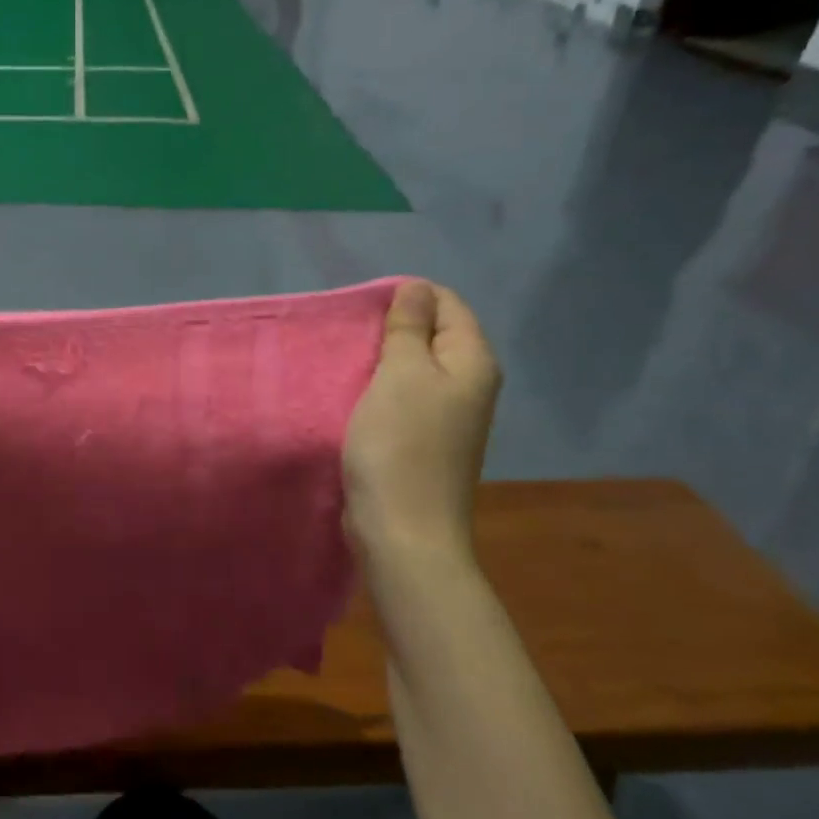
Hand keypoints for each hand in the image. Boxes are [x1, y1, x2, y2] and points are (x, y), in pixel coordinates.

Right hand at [343, 280, 501, 563]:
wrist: (402, 531)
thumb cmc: (400, 445)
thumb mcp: (400, 374)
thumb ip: (408, 328)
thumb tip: (417, 288)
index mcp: (472, 362)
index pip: (447, 303)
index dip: (406, 297)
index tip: (361, 310)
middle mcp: (469, 384)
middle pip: (433, 334)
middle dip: (392, 327)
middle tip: (349, 335)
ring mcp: (449, 416)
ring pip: (415, 367)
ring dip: (382, 359)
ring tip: (345, 361)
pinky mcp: (425, 440)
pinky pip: (405, 397)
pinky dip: (380, 388)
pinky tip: (354, 395)